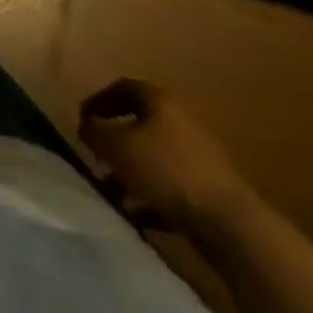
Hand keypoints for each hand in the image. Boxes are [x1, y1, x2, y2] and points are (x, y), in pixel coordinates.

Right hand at [78, 78, 258, 238]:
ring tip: (110, 193)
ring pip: (154, 159)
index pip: (123, 88)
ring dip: (129, 173)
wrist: (231, 224)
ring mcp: (199, 159)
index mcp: (160, 102)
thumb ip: (93, 131)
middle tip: (96, 157)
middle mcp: (181, 123)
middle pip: (140, 125)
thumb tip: (87, 127)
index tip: (82, 120)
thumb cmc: (166, 171)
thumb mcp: (115, 145)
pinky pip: (170, 188)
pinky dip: (150, 198)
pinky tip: (136, 215)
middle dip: (114, 142)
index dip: (99, 100)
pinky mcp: (209, 193)